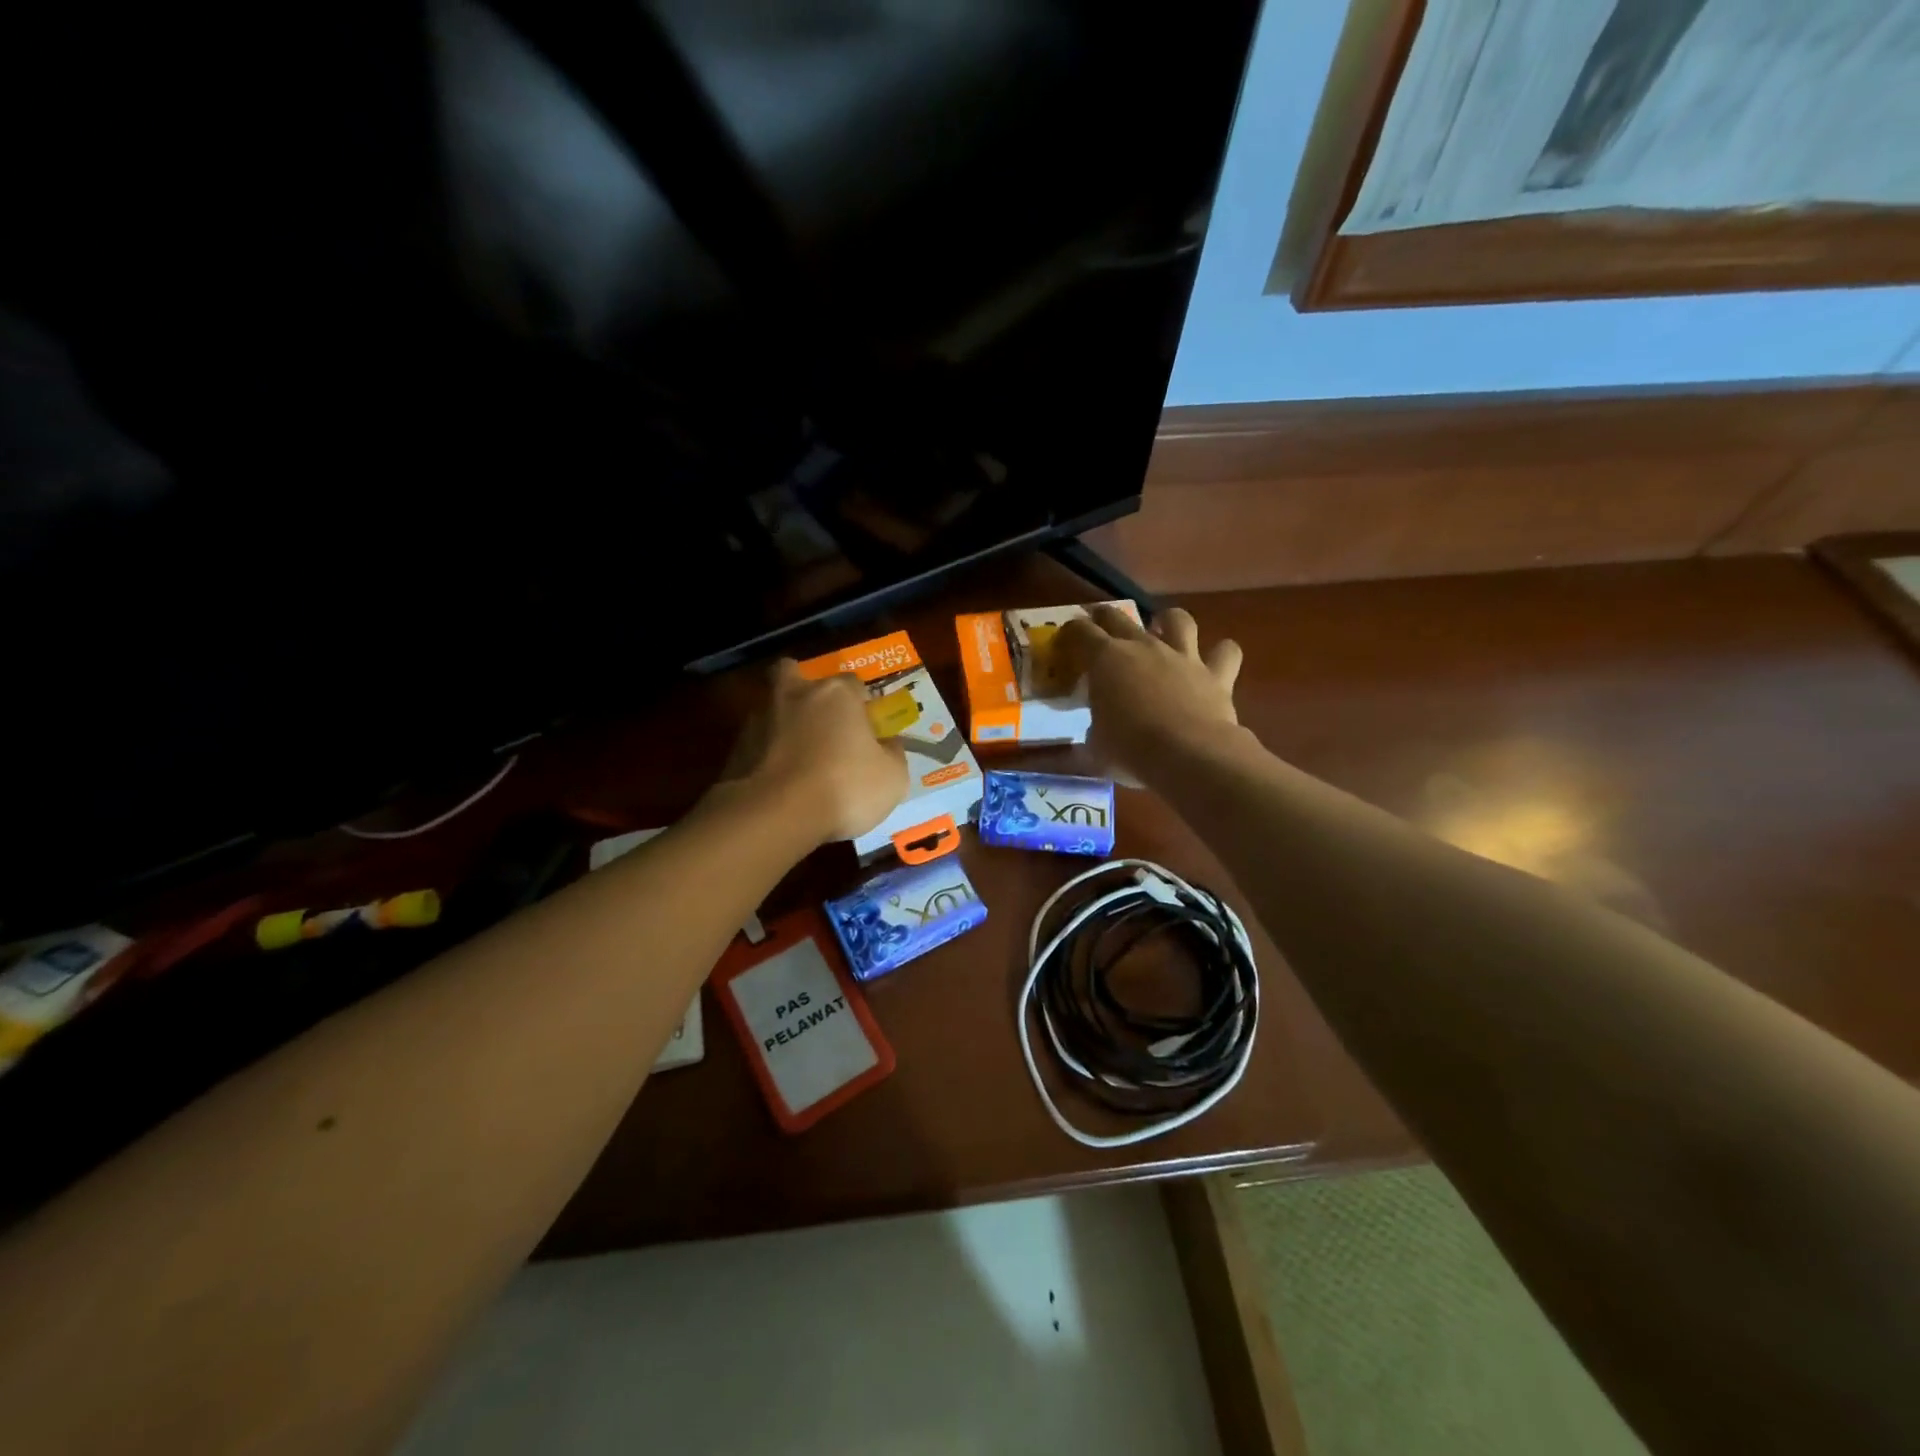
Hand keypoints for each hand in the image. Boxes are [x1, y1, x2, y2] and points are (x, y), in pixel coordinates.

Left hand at [721, 660, 909, 844]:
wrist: (774, 816)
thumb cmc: (844, 787)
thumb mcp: (892, 778)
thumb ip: (893, 754)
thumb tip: (889, 744)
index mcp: (836, 694)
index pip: (854, 683)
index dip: (862, 704)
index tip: (867, 729)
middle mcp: (795, 695)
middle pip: (795, 676)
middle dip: (804, 692)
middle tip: (820, 723)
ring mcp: (759, 720)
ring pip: (773, 711)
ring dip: (784, 727)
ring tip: (798, 762)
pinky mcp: (736, 750)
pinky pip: (757, 746)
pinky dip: (767, 757)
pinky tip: (780, 784)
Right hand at [1054, 605, 1243, 783]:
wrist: (1189, 755)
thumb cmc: (1130, 751)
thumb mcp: (1095, 747)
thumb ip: (1094, 732)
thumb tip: (1096, 734)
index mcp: (1106, 660)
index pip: (1080, 632)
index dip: (1070, 632)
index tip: (1065, 640)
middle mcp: (1143, 647)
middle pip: (1119, 616)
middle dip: (1105, 616)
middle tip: (1100, 624)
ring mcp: (1182, 656)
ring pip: (1178, 619)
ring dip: (1169, 621)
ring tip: (1164, 630)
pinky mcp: (1215, 674)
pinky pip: (1225, 652)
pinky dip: (1221, 654)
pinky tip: (1215, 661)